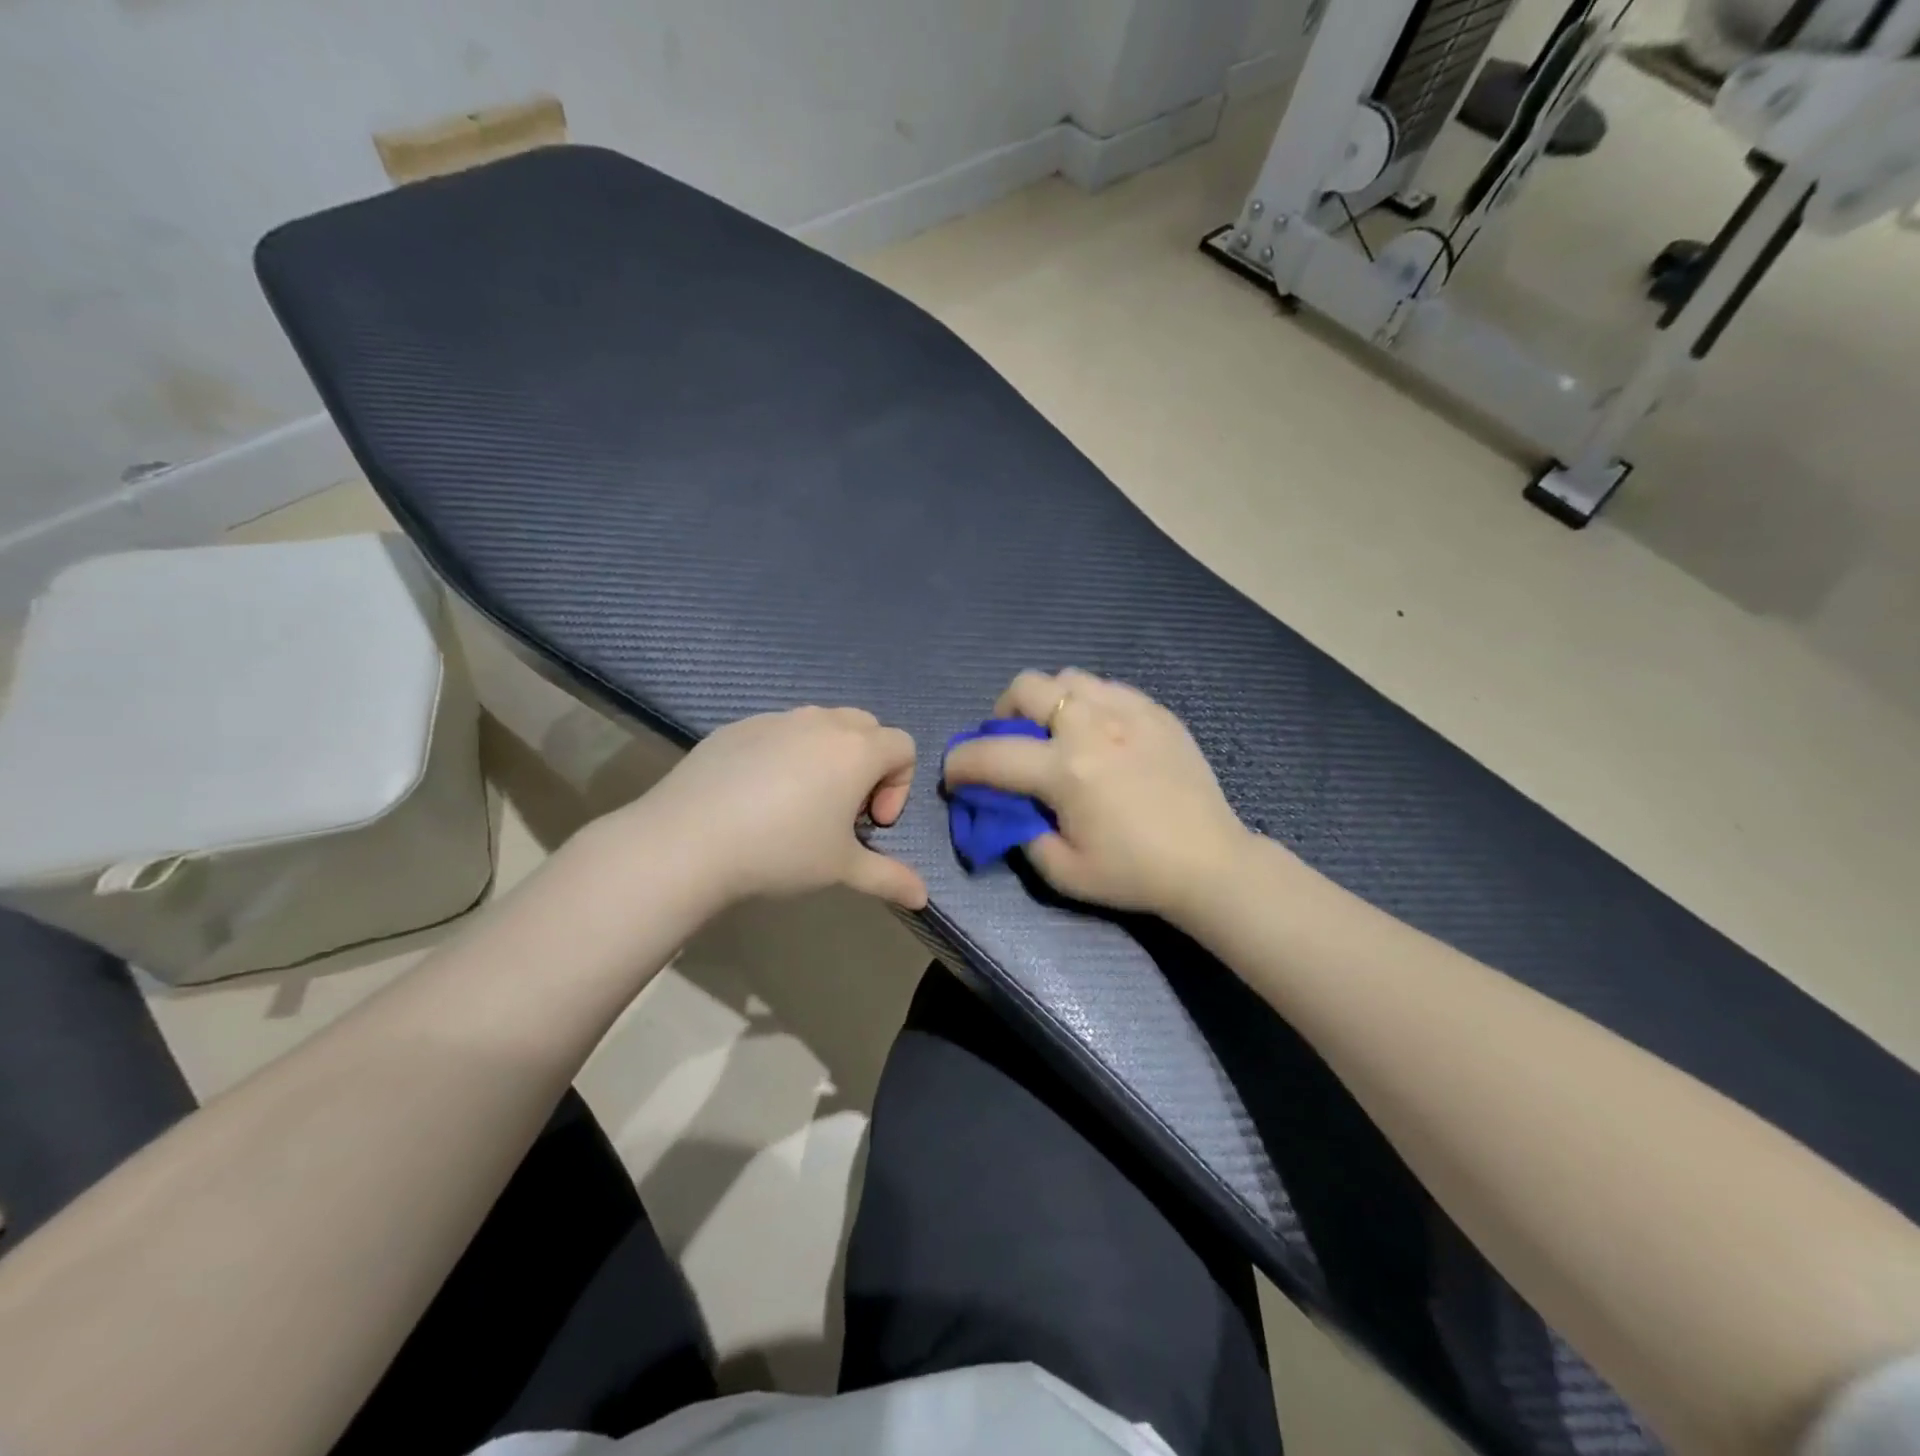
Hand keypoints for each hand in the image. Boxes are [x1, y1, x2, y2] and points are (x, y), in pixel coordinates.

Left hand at [621, 707, 927, 910]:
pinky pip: (778, 731)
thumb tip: (923, 897)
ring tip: (799, 803)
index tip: (871, 824)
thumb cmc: (780, 851)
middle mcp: (821, 722)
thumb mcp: (842, 869)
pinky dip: (784, 754)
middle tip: (842, 811)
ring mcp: (775, 719)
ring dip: (827, 756)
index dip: (899, 786)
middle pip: (866, 728)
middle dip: (868, 765)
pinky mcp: (737, 727)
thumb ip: (889, 878)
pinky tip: (756, 797)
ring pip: (820, 725)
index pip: (904, 746)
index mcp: (856, 749)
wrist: (688, 841)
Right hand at [943, 670, 1248, 919]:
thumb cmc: (1133, 873)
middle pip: (1026, 687)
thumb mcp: (1063, 871)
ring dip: (1047, 701)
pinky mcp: (1156, 711)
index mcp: (1066, 771)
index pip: (991, 755)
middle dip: (1001, 713)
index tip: (955, 776)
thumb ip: (1021, 833)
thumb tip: (1005, 807)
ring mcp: (1129, 712)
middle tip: (1010, 742)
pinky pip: (1107, 687)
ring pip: (1067, 677)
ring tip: (1055, 732)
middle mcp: (1092, 727)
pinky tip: (1099, 733)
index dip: (960, 764)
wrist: (1209, 863)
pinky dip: (1087, 703)